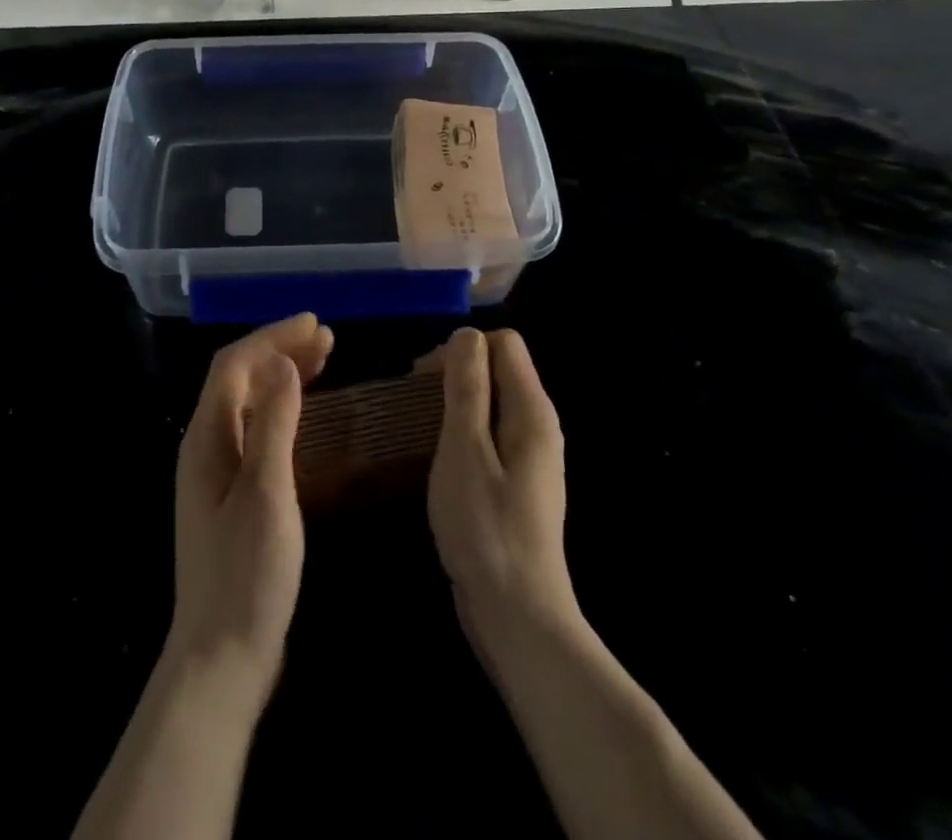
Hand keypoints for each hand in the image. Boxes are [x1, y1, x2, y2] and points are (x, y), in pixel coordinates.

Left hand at [167, 313, 332, 706]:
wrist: (221, 658)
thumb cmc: (247, 574)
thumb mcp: (268, 493)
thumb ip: (275, 423)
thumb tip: (282, 362)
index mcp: (206, 439)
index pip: (234, 365)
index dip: (272, 337)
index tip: (315, 324)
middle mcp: (205, 446)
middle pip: (239, 379)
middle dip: (280, 350)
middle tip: (327, 339)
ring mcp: (217, 472)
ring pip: (248, 403)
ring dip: (282, 376)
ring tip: (323, 360)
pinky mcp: (232, 495)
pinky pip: (256, 430)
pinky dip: (282, 409)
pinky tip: (306, 414)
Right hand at [421, 328, 578, 654]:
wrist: (518, 617)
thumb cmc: (486, 528)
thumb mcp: (465, 449)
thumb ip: (467, 388)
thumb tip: (465, 335)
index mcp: (532, 411)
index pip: (504, 343)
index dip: (463, 348)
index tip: (424, 377)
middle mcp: (538, 425)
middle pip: (498, 369)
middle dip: (455, 372)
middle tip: (413, 402)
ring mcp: (530, 456)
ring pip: (491, 402)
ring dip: (454, 403)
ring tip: (419, 426)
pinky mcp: (517, 482)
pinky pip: (489, 434)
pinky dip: (462, 432)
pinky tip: (438, 457)